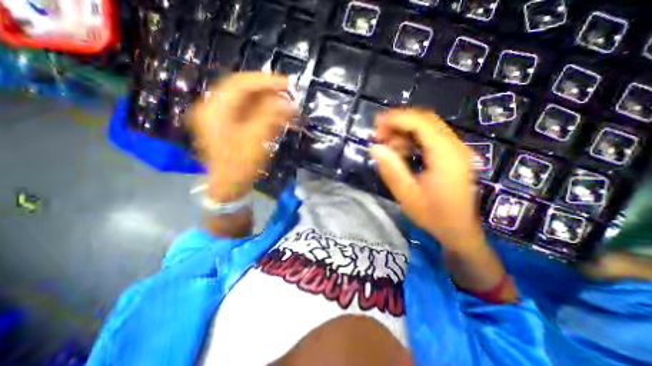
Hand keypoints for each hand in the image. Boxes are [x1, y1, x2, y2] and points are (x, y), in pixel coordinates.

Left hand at [188, 72, 297, 200]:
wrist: (229, 187)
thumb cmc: (239, 166)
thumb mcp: (256, 141)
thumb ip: (272, 118)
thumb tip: (289, 103)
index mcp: (215, 110)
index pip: (241, 84)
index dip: (265, 82)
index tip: (287, 84)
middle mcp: (215, 109)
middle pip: (244, 91)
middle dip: (269, 93)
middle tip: (289, 95)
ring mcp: (222, 118)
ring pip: (248, 102)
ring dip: (269, 103)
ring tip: (287, 107)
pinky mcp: (230, 126)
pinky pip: (249, 113)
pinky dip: (265, 114)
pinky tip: (279, 117)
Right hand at [366, 108, 482, 250]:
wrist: (459, 231)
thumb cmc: (434, 216)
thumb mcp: (407, 195)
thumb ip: (391, 170)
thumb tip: (374, 148)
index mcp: (446, 155)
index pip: (421, 123)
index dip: (396, 119)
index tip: (376, 124)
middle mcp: (454, 146)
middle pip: (425, 120)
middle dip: (399, 123)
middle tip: (379, 134)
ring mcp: (455, 150)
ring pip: (427, 127)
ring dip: (404, 131)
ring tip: (387, 144)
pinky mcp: (452, 155)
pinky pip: (430, 138)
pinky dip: (412, 139)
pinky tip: (401, 151)